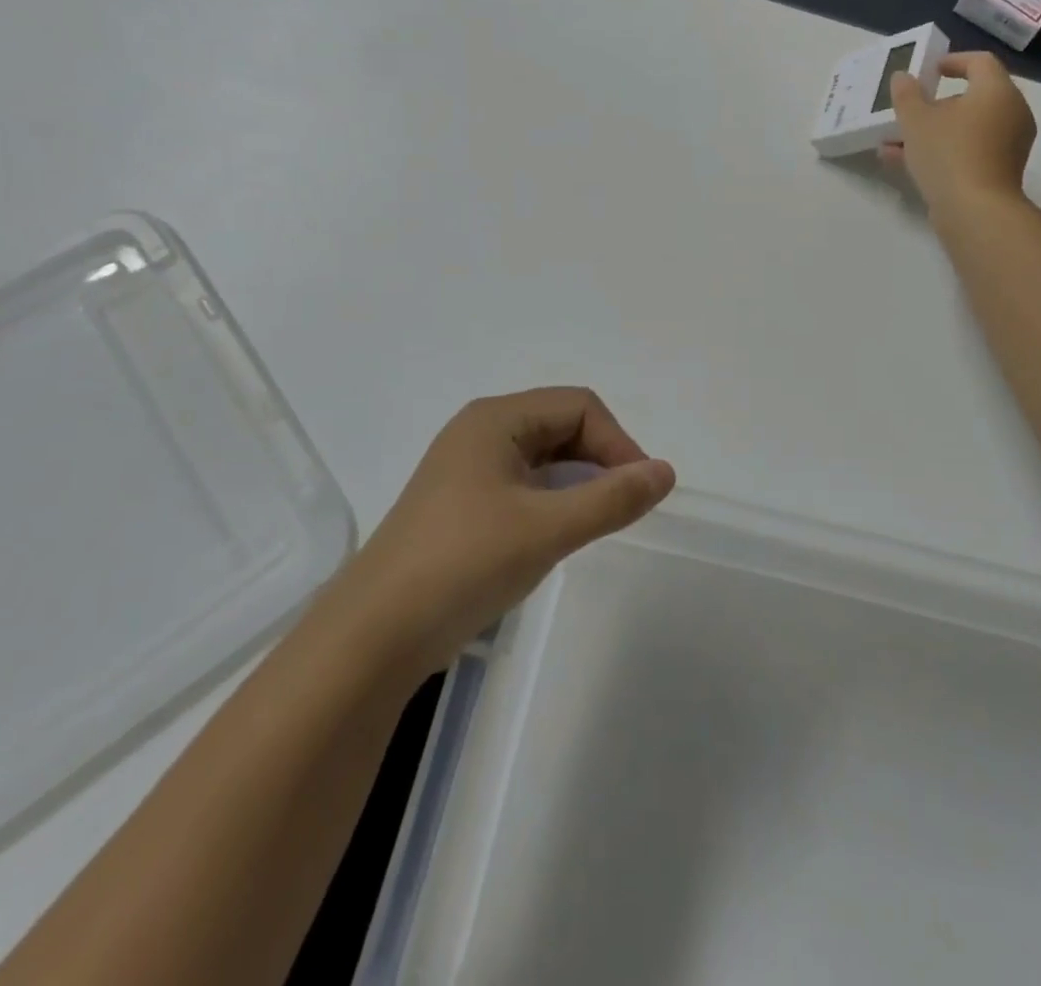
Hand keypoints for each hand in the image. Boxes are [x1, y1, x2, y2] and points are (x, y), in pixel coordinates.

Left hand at [338, 388, 675, 676]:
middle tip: (624, 506)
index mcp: (496, 419)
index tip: (639, 490)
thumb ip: (612, 498)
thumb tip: (666, 472)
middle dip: (600, 458)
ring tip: (598, 519)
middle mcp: (480, 432)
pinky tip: (559, 532)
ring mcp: (467, 469)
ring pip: (543, 457)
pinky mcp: (462, 504)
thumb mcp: (547, 528)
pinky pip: (523, 484)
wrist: (375, 634)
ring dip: (578, 480)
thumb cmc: (464, 564)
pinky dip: (553, 499)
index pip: (578, 406)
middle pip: (560, 425)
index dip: (617, 441)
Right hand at [881, 52, 1036, 217]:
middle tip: (912, 108)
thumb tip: (903, 77)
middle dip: (937, 103)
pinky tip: (902, 161)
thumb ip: (907, 95)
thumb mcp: (916, 120)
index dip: (953, 61)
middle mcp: (1011, 113)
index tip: (929, 70)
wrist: (975, 211)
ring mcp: (1008, 145)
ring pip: (966, 128)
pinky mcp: (999, 172)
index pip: (980, 62)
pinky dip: (942, 150)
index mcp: (997, 91)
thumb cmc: (948, 153)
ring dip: (933, 131)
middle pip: (974, 97)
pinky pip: (968, 151)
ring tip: (896, 140)